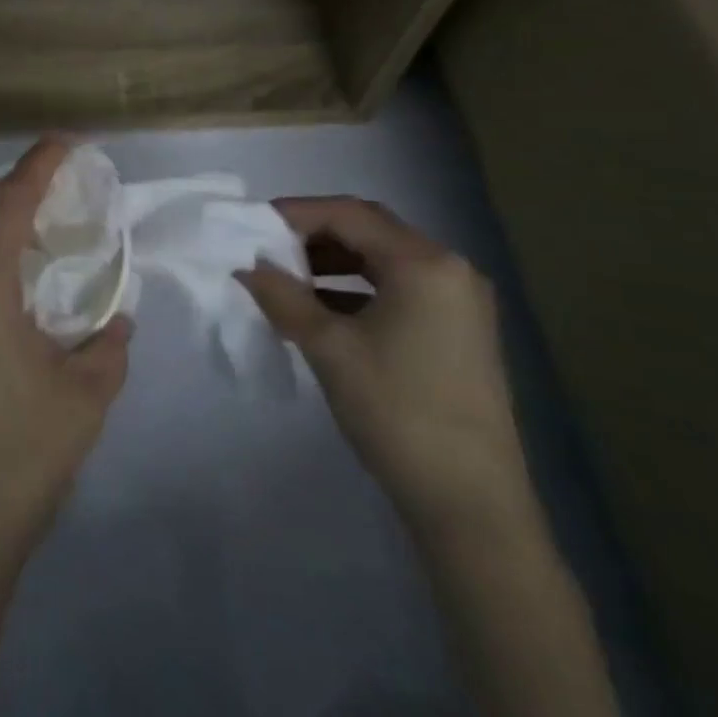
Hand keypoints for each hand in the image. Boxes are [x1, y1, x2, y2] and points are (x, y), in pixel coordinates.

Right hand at [241, 197, 530, 534]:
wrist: (469, 503)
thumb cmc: (397, 411)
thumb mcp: (328, 347)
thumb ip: (283, 297)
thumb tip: (248, 267)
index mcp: (425, 264)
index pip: (348, 215)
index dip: (294, 213)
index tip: (250, 227)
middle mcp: (449, 271)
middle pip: (368, 231)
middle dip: (312, 235)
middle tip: (264, 249)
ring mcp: (458, 303)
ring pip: (381, 261)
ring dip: (331, 263)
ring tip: (284, 279)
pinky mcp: (456, 332)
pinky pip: (396, 289)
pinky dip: (353, 289)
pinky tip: (318, 310)